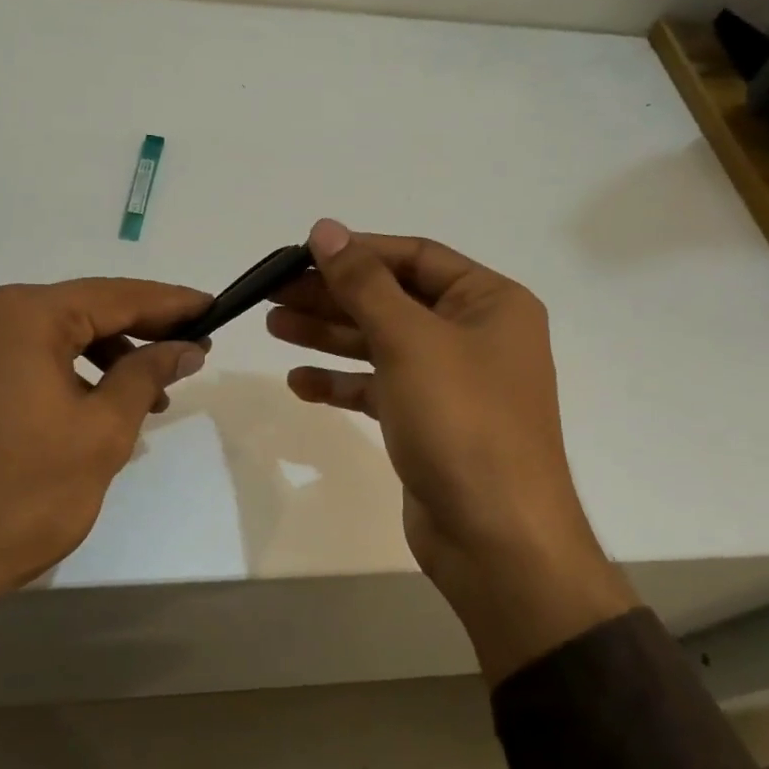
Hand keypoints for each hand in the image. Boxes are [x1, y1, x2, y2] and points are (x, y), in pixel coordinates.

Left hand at [0, 278, 209, 681]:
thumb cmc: (21, 496)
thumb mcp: (102, 433)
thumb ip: (147, 376)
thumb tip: (186, 347)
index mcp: (24, 315)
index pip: (116, 296)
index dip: (171, 304)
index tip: (214, 309)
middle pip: (86, 309)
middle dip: (143, 329)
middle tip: (193, 348)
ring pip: (60, 334)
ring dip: (110, 355)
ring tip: (154, 392)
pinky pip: (31, 356)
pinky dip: (73, 371)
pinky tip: (102, 402)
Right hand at [268, 220, 633, 681]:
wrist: (496, 538)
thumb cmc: (462, 422)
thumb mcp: (410, 340)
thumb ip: (363, 282)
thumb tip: (325, 229)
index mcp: (490, 302)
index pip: (415, 256)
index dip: (358, 251)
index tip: (301, 252)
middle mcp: (475, 335)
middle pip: (393, 299)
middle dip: (333, 295)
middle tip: (272, 292)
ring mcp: (452, 382)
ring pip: (382, 343)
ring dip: (329, 334)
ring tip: (273, 325)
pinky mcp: (428, 422)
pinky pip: (380, 388)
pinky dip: (342, 382)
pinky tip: (299, 382)